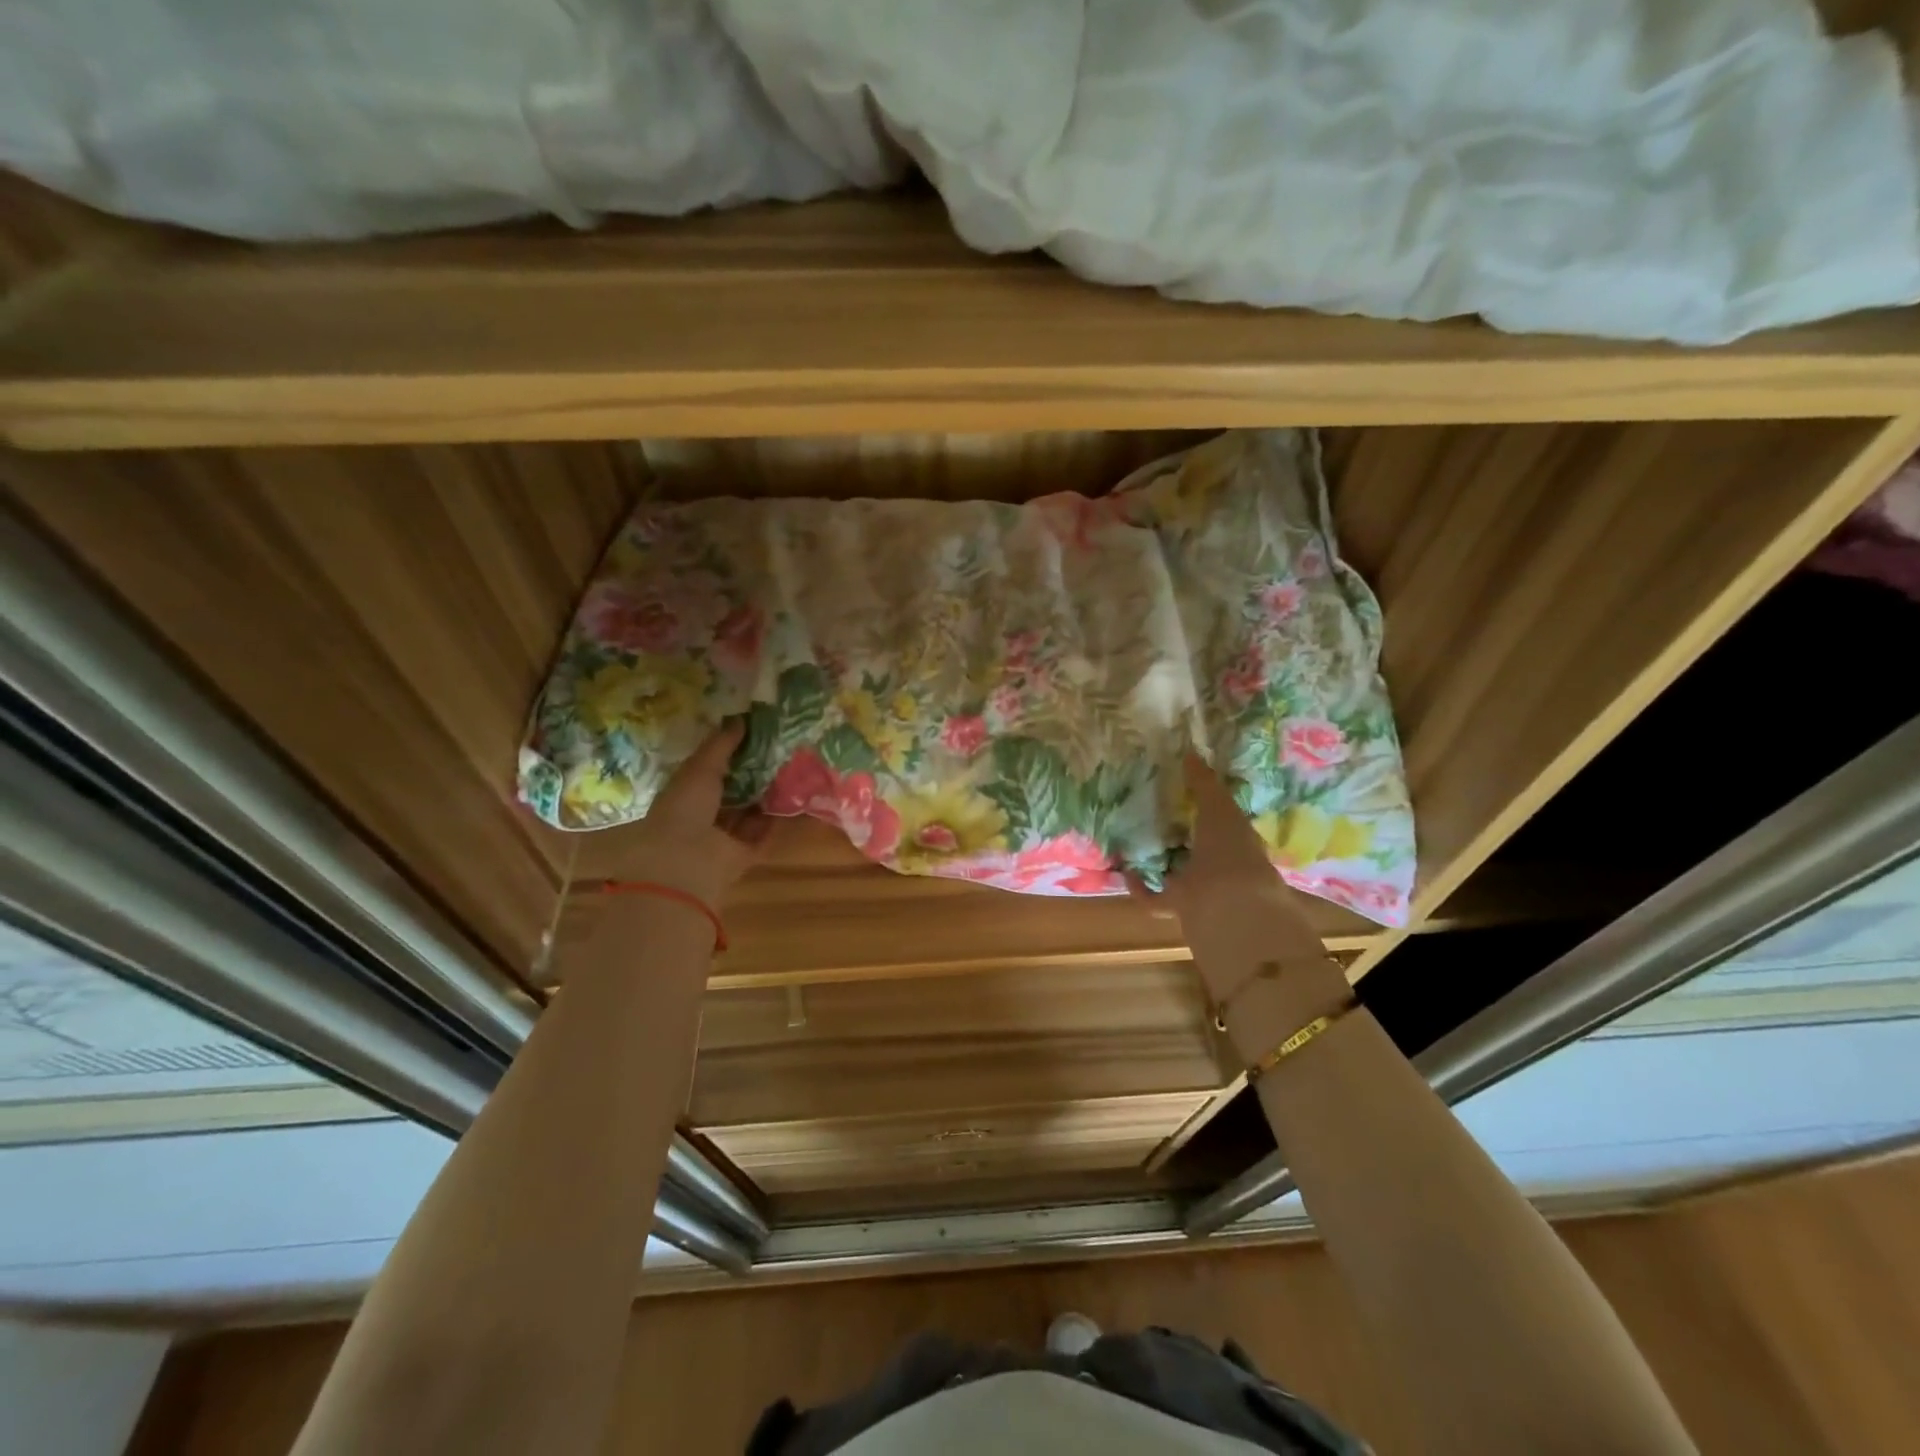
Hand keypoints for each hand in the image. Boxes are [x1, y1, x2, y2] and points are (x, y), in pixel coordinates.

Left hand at [604, 722, 773, 908]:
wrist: (687, 860)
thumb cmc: (685, 807)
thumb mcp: (701, 768)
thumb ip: (721, 745)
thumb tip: (741, 719)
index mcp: (685, 795)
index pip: (708, 772)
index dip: (728, 755)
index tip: (753, 737)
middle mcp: (702, 817)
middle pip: (731, 794)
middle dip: (751, 776)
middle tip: (778, 753)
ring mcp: (723, 839)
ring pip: (748, 814)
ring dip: (765, 797)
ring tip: (790, 772)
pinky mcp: (743, 855)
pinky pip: (763, 834)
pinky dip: (775, 821)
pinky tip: (793, 800)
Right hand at [1145, 755, 1335, 1005]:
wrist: (1229, 906)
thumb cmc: (1231, 851)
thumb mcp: (1219, 808)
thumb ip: (1204, 783)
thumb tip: (1189, 752)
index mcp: (1238, 843)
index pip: (1224, 824)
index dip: (1208, 809)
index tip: (1185, 794)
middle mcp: (1222, 868)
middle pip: (1199, 850)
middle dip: (1182, 836)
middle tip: (1155, 814)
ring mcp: (1202, 891)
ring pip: (1178, 874)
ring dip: (1160, 862)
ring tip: (1135, 840)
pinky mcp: (1179, 908)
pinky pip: (1154, 899)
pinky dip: (1139, 887)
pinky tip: (1125, 869)